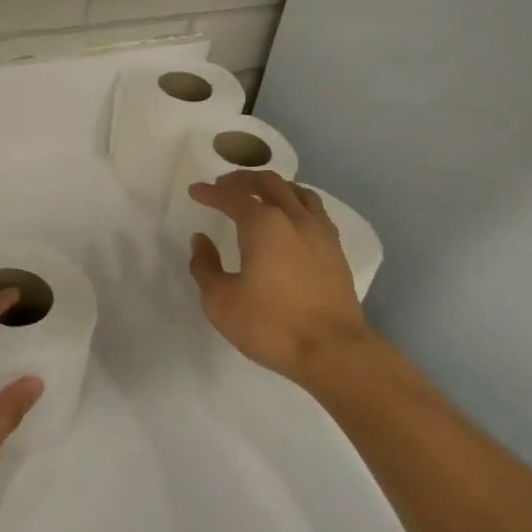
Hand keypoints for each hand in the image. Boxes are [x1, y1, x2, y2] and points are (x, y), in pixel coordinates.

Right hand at [188, 170, 374, 390]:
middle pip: (268, 182)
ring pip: (296, 191)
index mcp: (263, 225)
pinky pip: (314, 210)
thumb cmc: (271, 325)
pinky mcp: (335, 250)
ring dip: (273, 186)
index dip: (211, 192)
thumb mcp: (221, 301)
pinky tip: (291, 218)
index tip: (195, 191)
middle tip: (223, 186)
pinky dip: (296, 203)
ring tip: (259, 195)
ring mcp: (320, 232)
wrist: (333, 351)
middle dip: (242, 180)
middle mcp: (293, 218)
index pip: (233, 196)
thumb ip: (205, 266)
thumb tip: (201, 240)